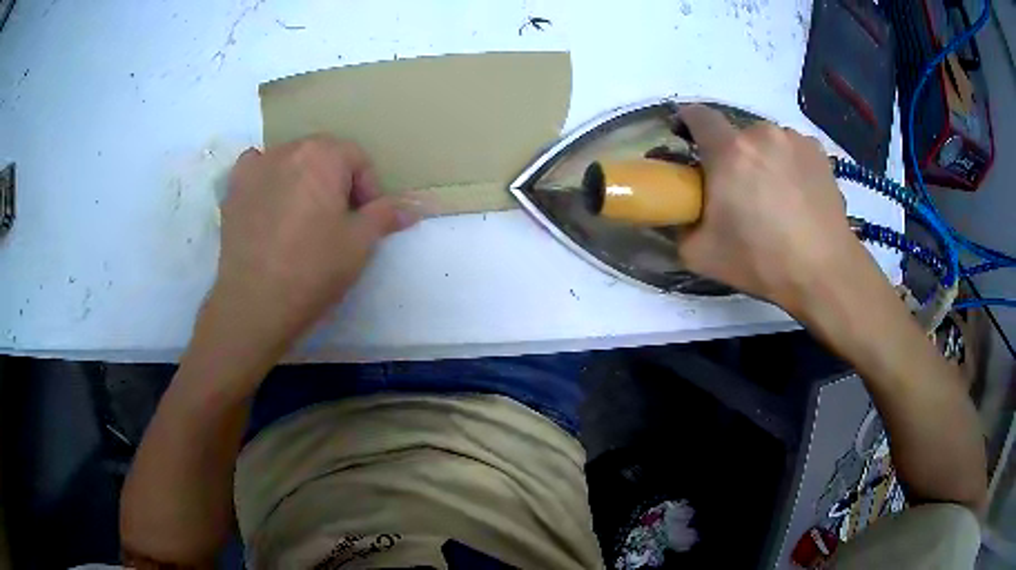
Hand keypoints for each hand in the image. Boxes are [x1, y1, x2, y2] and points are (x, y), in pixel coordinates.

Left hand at [210, 135, 413, 348]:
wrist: (255, 304)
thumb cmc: (313, 270)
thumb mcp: (359, 244)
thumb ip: (386, 215)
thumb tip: (414, 208)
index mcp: (323, 155)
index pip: (358, 159)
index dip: (369, 189)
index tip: (366, 221)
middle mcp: (287, 149)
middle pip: (323, 156)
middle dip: (336, 182)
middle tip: (338, 221)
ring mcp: (255, 167)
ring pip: (290, 161)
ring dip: (303, 179)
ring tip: (303, 217)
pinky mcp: (232, 189)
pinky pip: (256, 168)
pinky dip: (267, 177)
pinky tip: (270, 202)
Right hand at [676, 105, 863, 312]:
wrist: (825, 272)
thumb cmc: (762, 262)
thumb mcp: (701, 255)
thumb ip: (680, 225)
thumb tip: (680, 212)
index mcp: (729, 152)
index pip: (697, 115)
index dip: (686, 122)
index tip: (686, 139)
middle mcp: (762, 134)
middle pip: (735, 133)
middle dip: (730, 154)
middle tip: (737, 189)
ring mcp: (794, 140)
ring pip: (766, 141)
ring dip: (761, 158)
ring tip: (773, 195)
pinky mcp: (818, 152)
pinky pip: (792, 148)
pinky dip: (788, 163)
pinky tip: (797, 194)